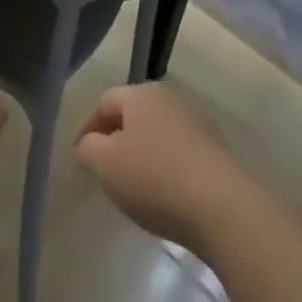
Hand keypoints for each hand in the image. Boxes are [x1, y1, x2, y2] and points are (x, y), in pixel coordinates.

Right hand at [74, 84, 248, 256]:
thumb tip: (90, 144)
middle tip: (103, 168)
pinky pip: (177, 152)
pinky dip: (164, 166)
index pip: (104, 102)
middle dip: (114, 138)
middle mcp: (170, 99)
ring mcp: (197, 122)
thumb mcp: (105, 164)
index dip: (86, 128)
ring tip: (132, 185)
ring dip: (140, 153)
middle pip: (132, 114)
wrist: (223, 207)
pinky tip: (163, 193)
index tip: (78, 157)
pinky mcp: (215, 149)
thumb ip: (88, 148)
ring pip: (156, 133)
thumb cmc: (155, 178)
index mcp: (142, 94)